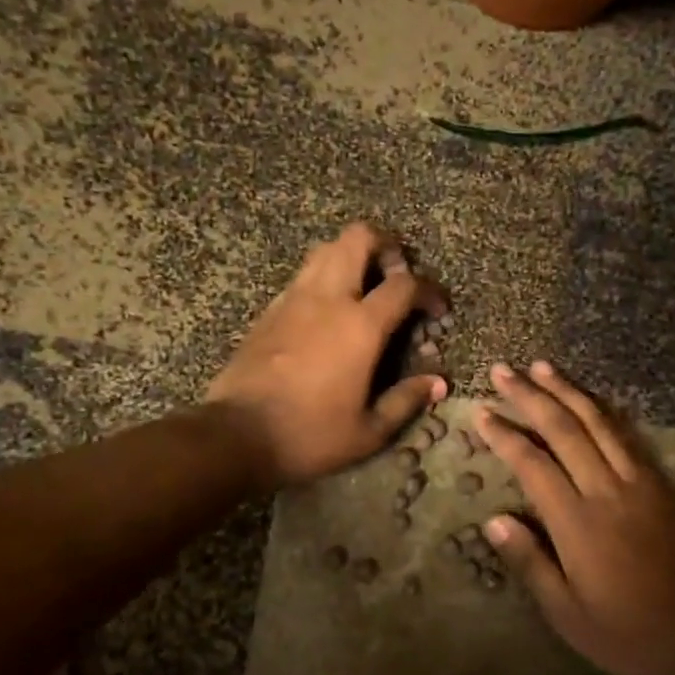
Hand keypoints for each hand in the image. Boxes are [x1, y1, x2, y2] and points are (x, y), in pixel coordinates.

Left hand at [206, 223, 448, 487]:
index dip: (429, 290)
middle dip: (385, 245)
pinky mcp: (269, 311)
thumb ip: (406, 400)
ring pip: (325, 250)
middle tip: (396, 275)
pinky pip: (302, 276)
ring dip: (351, 256)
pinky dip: (323, 279)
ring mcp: (293, 300)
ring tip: (363, 288)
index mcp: (360, 326)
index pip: (405, 285)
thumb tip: (438, 382)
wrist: (236, 435)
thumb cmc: (309, 435)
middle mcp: (328, 299)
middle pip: (358, 238)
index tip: (437, 310)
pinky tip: (327, 312)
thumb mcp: (368, 431)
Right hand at [476, 361, 674, 674]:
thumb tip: (494, 520)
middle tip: (503, 371)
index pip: (532, 464)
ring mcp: (639, 483)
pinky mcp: (661, 485)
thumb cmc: (627, 632)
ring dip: (567, 391)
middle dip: (529, 396)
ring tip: (541, 366)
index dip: (504, 435)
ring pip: (598, 423)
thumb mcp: (567, 614)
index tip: (481, 413)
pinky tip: (589, 398)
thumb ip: (530, 563)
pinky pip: (627, 436)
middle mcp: (606, 491)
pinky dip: (603, 411)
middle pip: (563, 429)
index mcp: (577, 523)